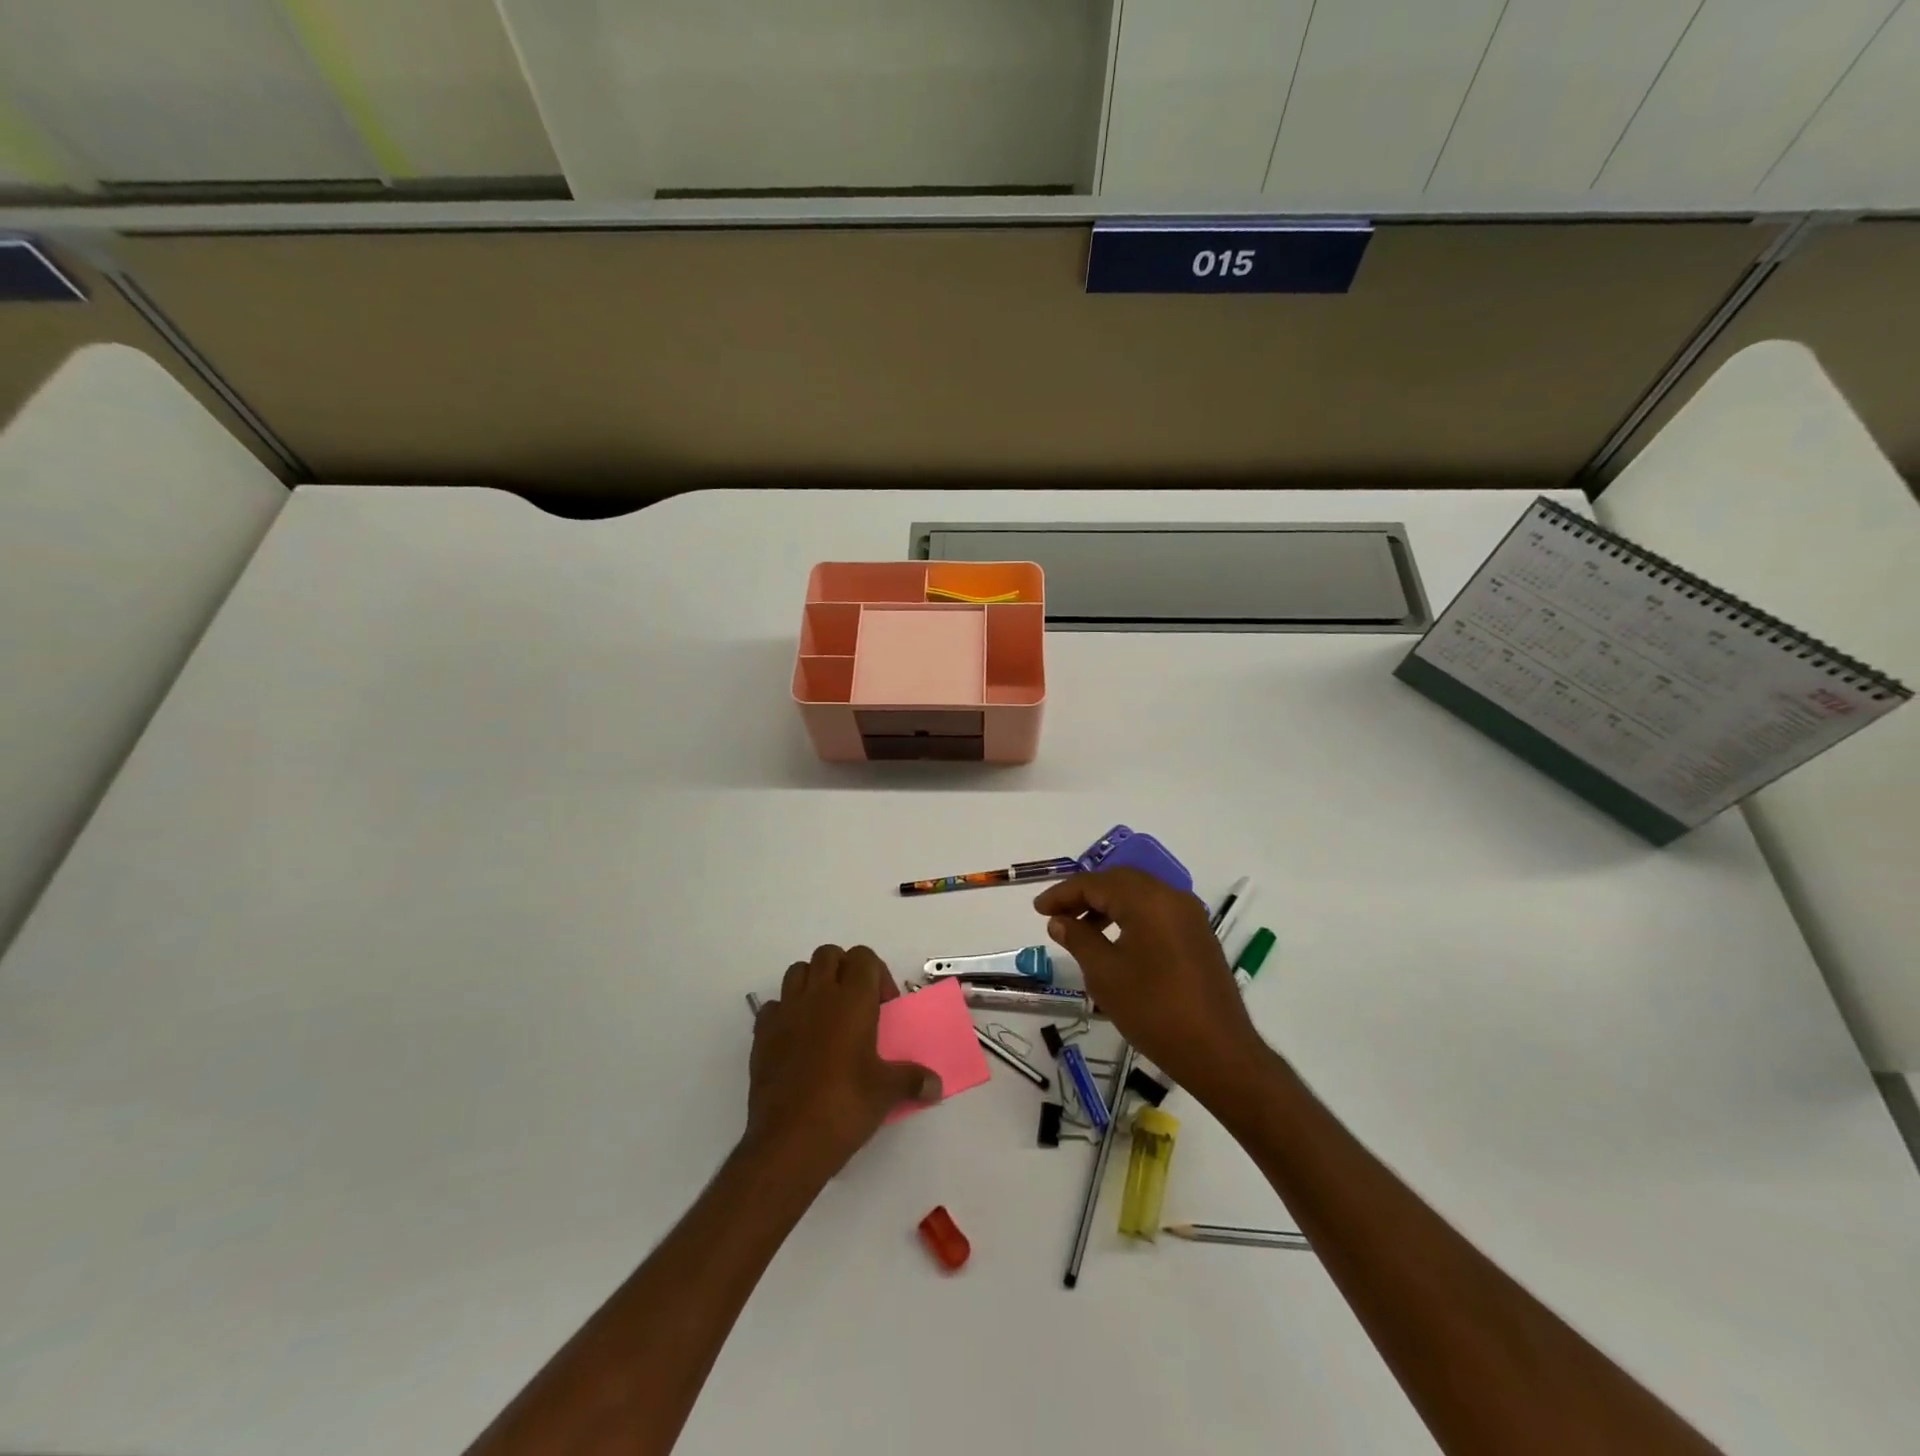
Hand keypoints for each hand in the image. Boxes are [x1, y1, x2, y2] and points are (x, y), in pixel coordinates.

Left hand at [744, 945, 940, 1182]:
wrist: (789, 1141)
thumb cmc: (846, 1105)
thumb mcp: (887, 1091)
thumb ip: (913, 1079)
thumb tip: (936, 1085)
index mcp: (852, 999)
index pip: (864, 957)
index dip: (876, 974)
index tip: (883, 1007)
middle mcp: (818, 995)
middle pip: (828, 954)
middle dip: (844, 970)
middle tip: (856, 1005)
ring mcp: (785, 1012)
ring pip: (797, 972)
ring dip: (813, 983)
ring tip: (826, 1016)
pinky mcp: (761, 1034)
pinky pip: (773, 1005)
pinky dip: (785, 1012)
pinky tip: (796, 1038)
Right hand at [1035, 869, 1268, 1102]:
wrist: (1218, 1052)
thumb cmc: (1154, 1011)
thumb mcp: (1105, 974)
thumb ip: (1079, 939)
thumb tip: (1059, 920)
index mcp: (1148, 900)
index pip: (1096, 883)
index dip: (1063, 894)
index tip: (1038, 909)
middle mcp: (1172, 897)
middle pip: (1120, 881)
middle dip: (1085, 894)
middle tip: (1056, 914)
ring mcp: (1190, 915)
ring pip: (1139, 895)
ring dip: (1107, 904)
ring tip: (1080, 929)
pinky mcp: (1198, 935)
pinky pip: (1156, 911)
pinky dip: (1130, 916)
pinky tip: (1114, 941)